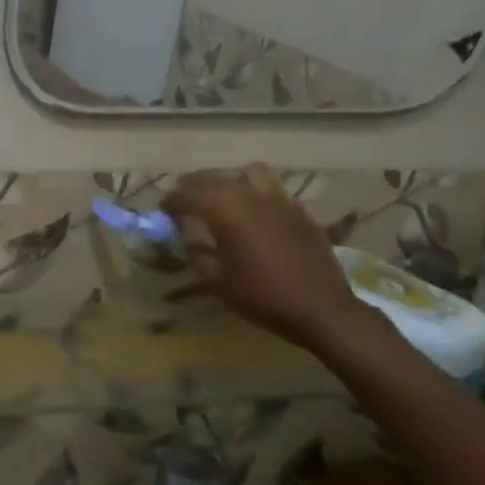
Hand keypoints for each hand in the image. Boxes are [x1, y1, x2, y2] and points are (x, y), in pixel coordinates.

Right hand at [165, 166, 370, 349]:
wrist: (322, 309)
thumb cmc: (262, 296)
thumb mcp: (216, 281)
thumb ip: (195, 255)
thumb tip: (184, 241)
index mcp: (227, 211)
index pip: (189, 194)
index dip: (171, 201)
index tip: (163, 211)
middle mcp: (252, 197)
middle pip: (215, 178)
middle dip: (194, 187)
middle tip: (185, 202)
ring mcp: (281, 201)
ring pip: (248, 174)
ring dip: (229, 182)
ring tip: (222, 199)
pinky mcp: (301, 212)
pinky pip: (273, 191)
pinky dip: (256, 195)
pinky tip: (254, 214)